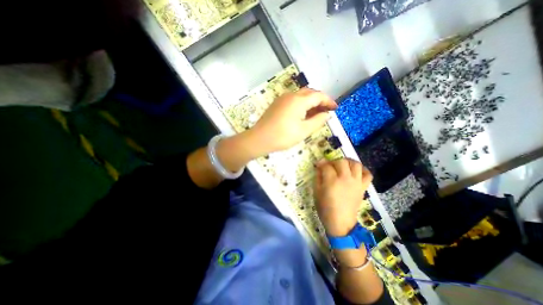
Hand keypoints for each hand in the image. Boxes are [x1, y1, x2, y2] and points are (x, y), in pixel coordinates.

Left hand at [249, 87, 337, 153]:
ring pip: (301, 96)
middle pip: (310, 93)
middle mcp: (291, 95)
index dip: (328, 101)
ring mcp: (282, 99)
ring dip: (311, 102)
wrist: (259, 138)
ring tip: (316, 113)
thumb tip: (326, 114)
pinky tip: (303, 114)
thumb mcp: (304, 130)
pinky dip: (301, 104)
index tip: (335, 108)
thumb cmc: (283, 136)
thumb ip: (318, 121)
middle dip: (320, 100)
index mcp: (299, 100)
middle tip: (326, 110)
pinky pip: (293, 100)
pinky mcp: (277, 104)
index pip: (318, 96)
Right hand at [314, 159, 373, 236]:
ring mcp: (356, 182)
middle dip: (333, 161)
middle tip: (330, 167)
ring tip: (343, 166)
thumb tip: (319, 166)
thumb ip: (318, 177)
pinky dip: (363, 170)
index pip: (326, 165)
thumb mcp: (316, 192)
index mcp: (332, 181)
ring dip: (348, 162)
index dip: (321, 163)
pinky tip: (356, 171)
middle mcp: (345, 179)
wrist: (340, 223)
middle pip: (341, 161)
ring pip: (355, 164)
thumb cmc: (325, 208)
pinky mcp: (363, 187)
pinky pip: (368, 174)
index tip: (318, 164)